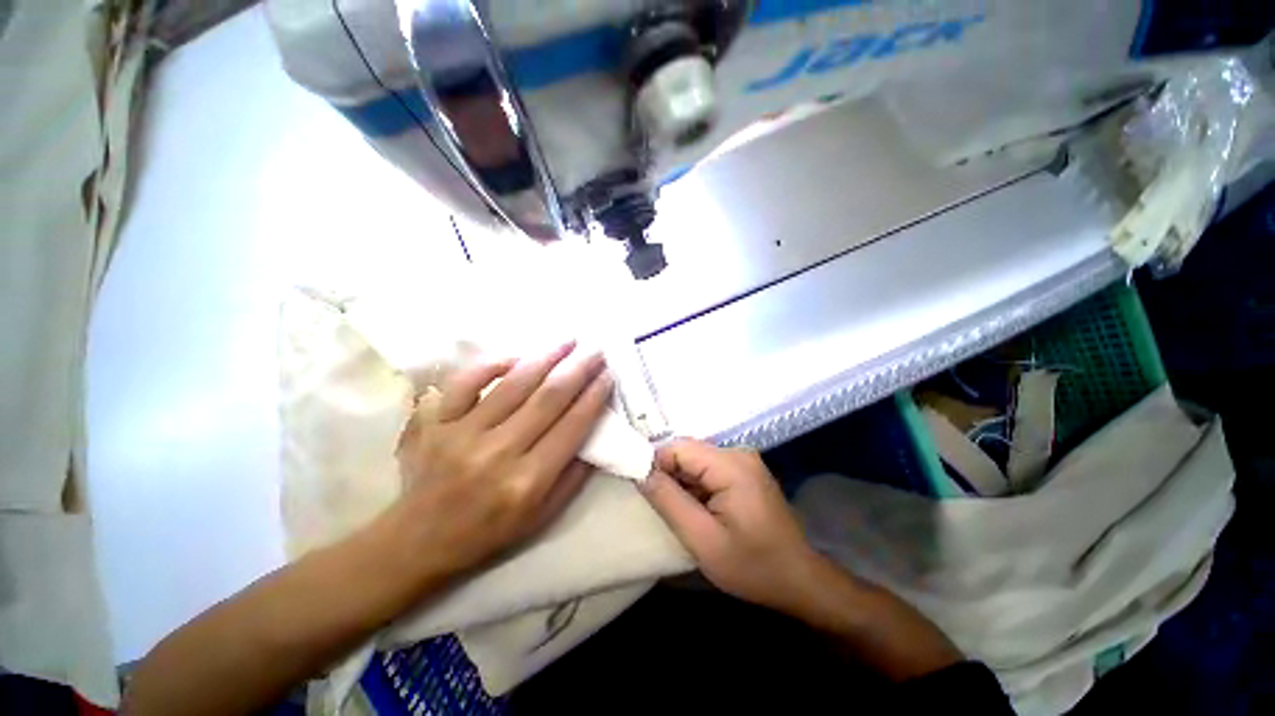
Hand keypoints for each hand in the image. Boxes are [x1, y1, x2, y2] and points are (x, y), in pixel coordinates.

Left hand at [391, 341, 613, 577]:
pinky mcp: (434, 422)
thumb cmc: (490, 531)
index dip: (594, 395)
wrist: (420, 540)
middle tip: (596, 350)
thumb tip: (596, 430)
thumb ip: (575, 474)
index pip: (572, 426)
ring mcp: (462, 433)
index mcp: (528, 481)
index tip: (609, 374)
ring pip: (513, 383)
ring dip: (546, 357)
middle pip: (548, 397)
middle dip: (578, 368)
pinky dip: (492, 364)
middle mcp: (497, 453)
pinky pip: (465, 382)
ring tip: (568, 341)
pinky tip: (516, 356)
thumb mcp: (544, 516)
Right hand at [641, 439, 820, 611]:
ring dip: (682, 483)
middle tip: (660, 508)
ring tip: (679, 513)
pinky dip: (696, 487)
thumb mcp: (703, 539)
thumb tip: (641, 472)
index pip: (678, 448)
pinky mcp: (744, 473)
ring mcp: (743, 462)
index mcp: (731, 464)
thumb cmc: (753, 566)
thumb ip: (668, 501)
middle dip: (669, 476)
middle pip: (688, 452)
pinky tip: (697, 511)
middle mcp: (738, 453)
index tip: (643, 491)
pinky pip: (708, 470)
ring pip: (696, 462)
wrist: (799, 581)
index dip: (656, 465)